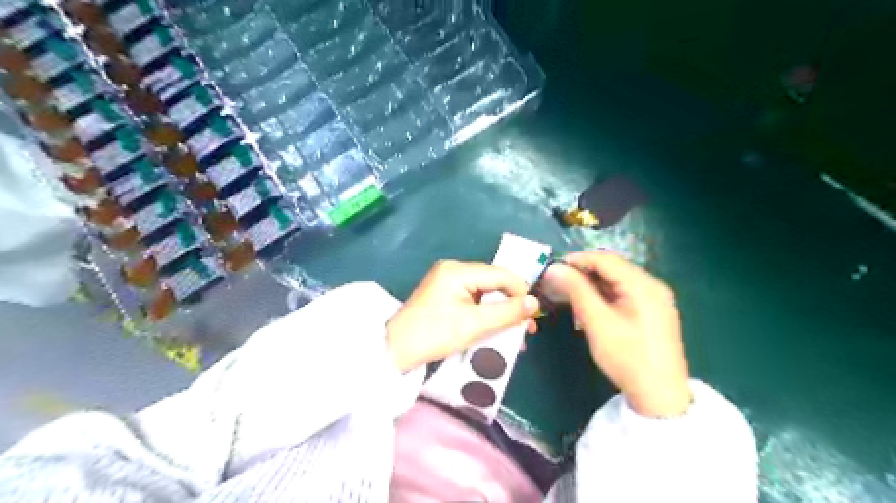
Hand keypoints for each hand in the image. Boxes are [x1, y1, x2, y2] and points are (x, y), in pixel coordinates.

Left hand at [385, 261, 537, 371]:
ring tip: (515, 332)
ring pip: (485, 293)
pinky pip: (473, 300)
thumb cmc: (434, 335)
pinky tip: (495, 328)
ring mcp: (447, 283)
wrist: (395, 351)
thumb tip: (535, 303)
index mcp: (458, 271)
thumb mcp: (474, 325)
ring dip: (500, 311)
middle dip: (512, 304)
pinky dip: (486, 314)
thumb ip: (506, 312)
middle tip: (527, 327)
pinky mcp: (445, 296)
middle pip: (493, 282)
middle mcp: (453, 270)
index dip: (521, 291)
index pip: (500, 274)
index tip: (534, 315)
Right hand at [543, 251, 686, 416]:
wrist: (660, 396)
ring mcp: (656, 299)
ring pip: (617, 281)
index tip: (553, 268)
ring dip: (593, 284)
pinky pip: (625, 294)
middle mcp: (653, 285)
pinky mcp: (653, 312)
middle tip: (558, 283)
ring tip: (570, 295)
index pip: (605, 259)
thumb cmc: (627, 357)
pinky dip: (605, 295)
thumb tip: (554, 268)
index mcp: (643, 284)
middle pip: (613, 268)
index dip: (577, 260)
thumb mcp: (597, 322)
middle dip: (584, 273)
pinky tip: (591, 306)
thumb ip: (576, 291)